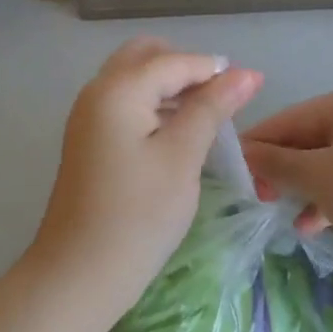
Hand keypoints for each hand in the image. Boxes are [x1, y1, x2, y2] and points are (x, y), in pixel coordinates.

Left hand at [27, 38, 261, 317]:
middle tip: (219, 101)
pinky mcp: (88, 139)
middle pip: (146, 57)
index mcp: (118, 89)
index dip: (215, 70)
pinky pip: (124, 103)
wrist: (79, 274)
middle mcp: (97, 91)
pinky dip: (152, 105)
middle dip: (185, 69)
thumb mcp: (182, 156)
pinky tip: (177, 133)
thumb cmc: (138, 214)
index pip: (174, 60)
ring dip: (169, 86)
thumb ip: (212, 108)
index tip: (253, 88)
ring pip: (133, 79)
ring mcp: (88, 116)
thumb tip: (246, 73)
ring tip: (206, 118)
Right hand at [241, 86, 332, 264]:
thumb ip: (276, 164)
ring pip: (328, 162)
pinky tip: (310, 226)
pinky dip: (328, 197)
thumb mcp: (318, 177)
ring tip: (278, 212)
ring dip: (302, 187)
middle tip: (256, 196)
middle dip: (281, 169)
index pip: (289, 118)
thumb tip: (243, 153)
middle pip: (309, 139)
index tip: (231, 170)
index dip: (258, 144)